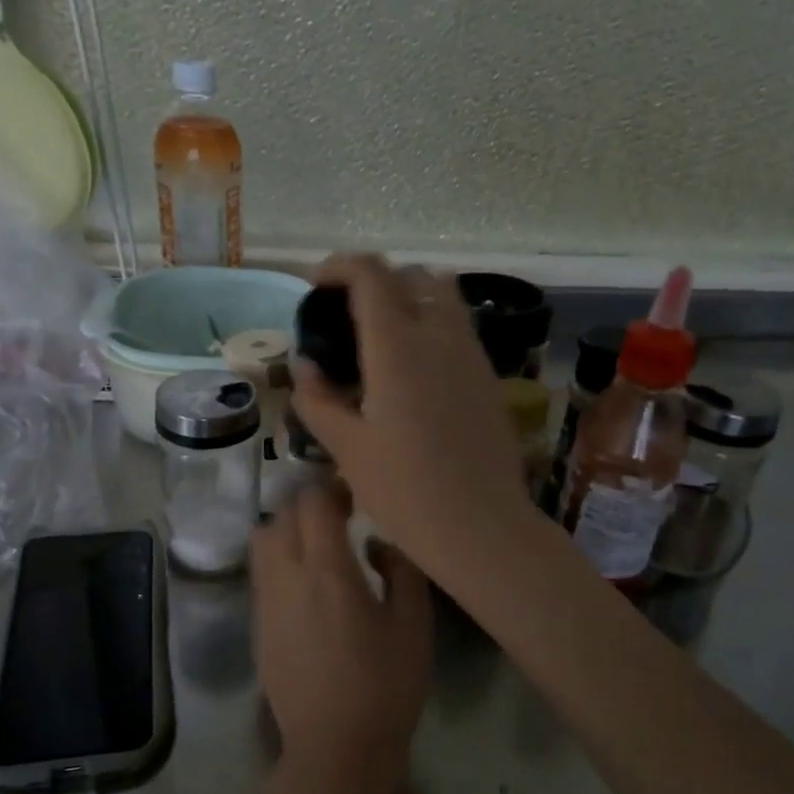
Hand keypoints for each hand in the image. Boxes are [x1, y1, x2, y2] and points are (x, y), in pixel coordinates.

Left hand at [250, 483, 433, 793]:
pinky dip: (280, 560)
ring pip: (263, 540)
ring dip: (288, 530)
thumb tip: (377, 544)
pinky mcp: (257, 626)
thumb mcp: (414, 624)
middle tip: (341, 518)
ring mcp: (265, 602)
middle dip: (310, 506)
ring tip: (319, 548)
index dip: (332, 488)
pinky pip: (262, 573)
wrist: (335, 748)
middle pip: (282, 514)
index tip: (356, 497)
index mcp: (327, 571)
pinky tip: (307, 586)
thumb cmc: (385, 686)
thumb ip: (400, 569)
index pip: (312, 502)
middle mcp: (286, 577)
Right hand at [290, 255, 531, 585]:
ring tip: (382, 337)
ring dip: (409, 298)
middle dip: (375, 280)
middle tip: (348, 314)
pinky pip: (459, 328)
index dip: (340, 266)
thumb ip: (319, 400)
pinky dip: (433, 326)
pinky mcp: (489, 377)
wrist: (481, 527)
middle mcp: (440, 336)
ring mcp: (471, 355)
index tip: (317, 284)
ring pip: (443, 296)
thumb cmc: (405, 492)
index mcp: (398, 347)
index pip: (371, 275)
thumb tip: (305, 367)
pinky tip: (415, 370)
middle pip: (411, 275)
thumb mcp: (347, 449)